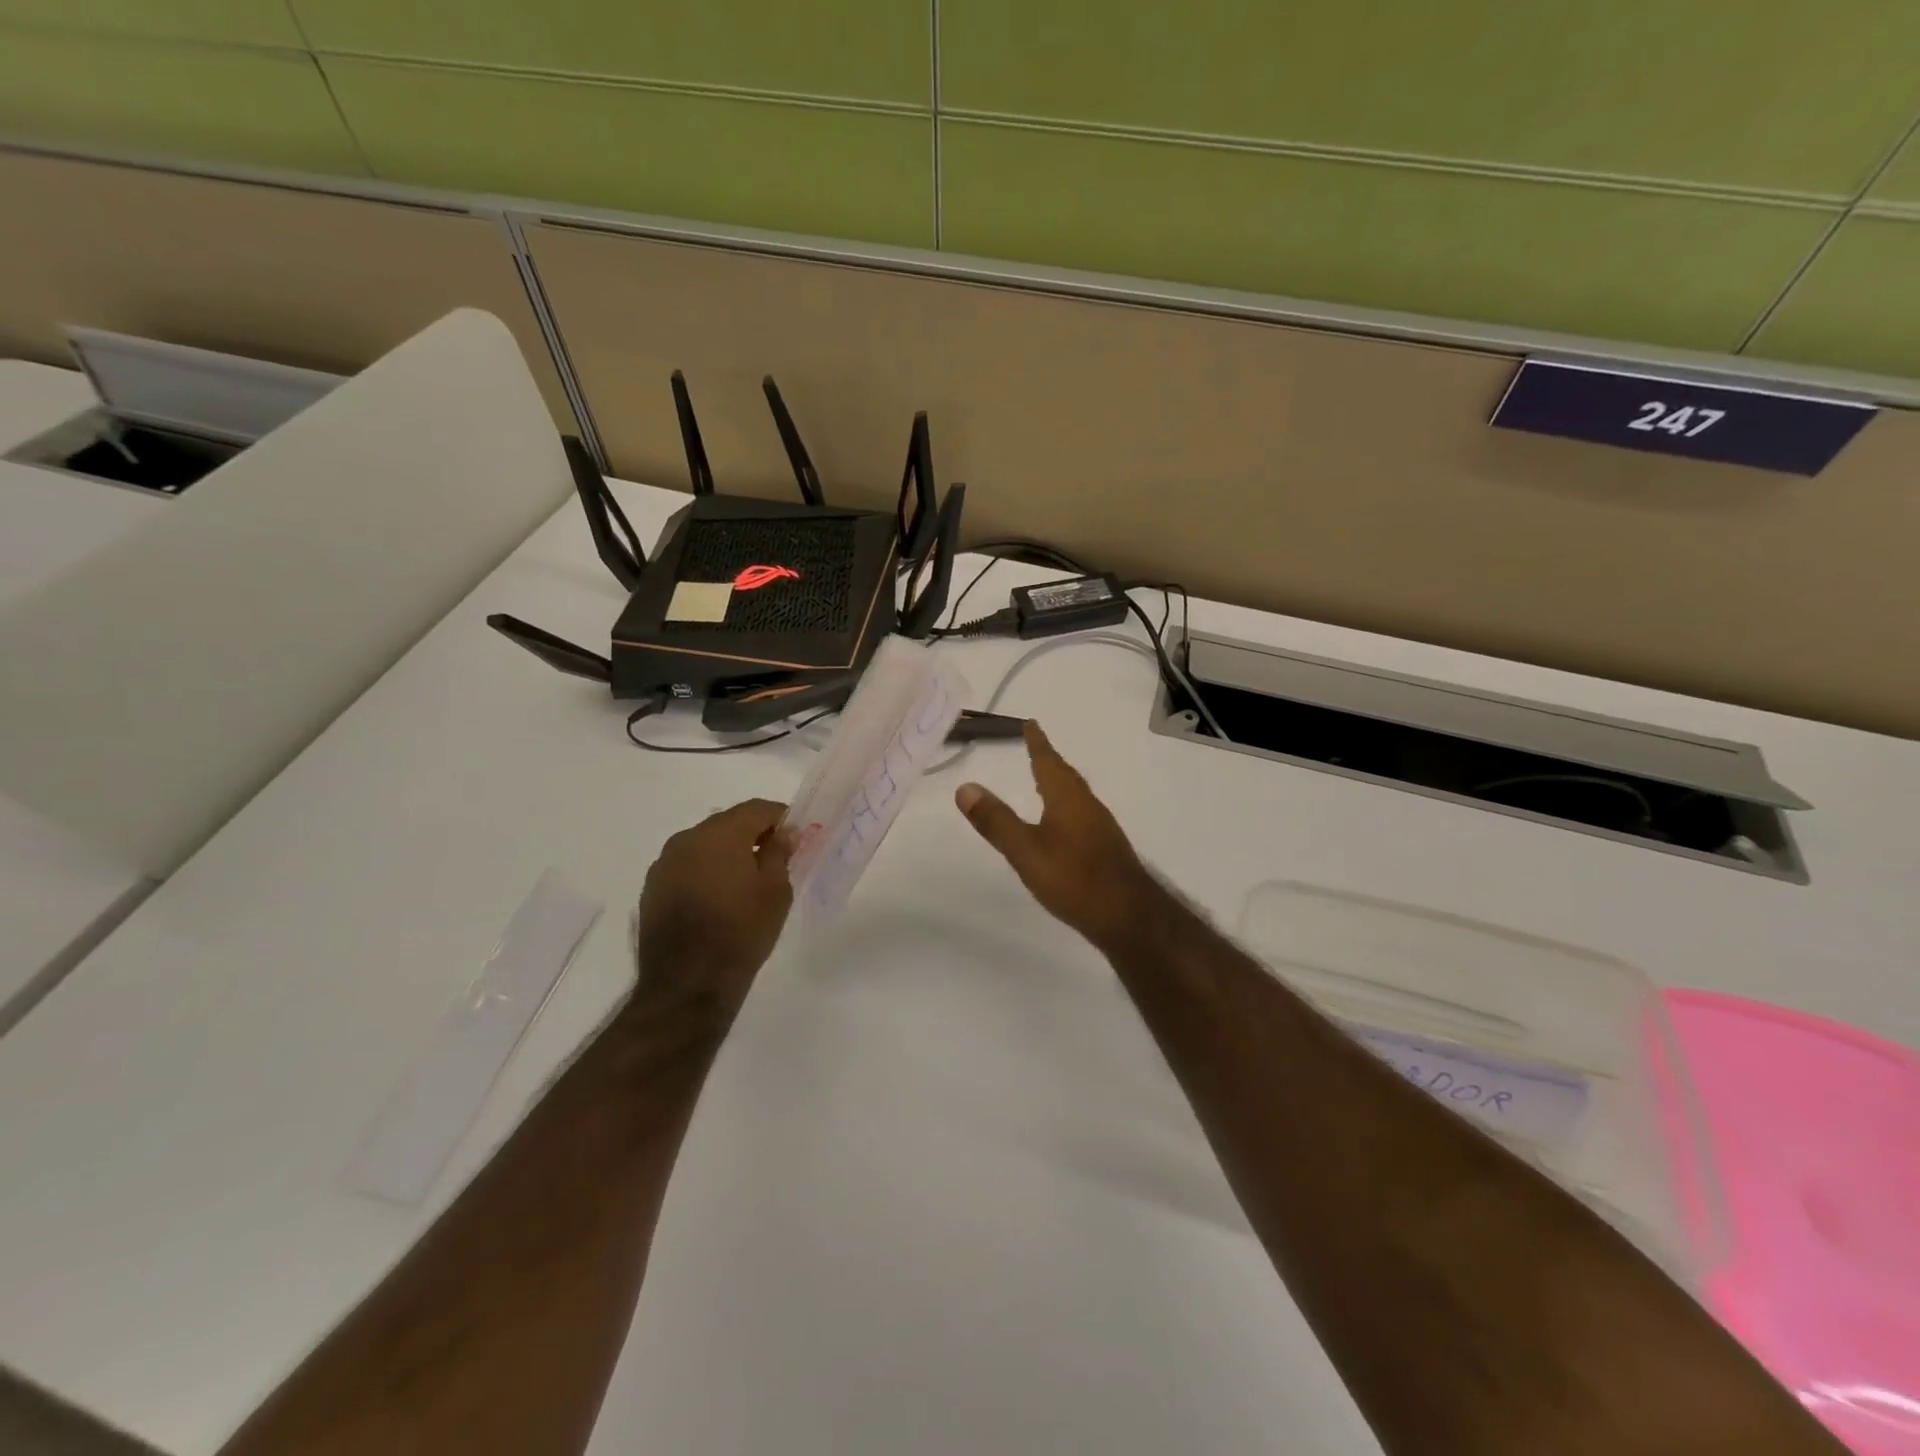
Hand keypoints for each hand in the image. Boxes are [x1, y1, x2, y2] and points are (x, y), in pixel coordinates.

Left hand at [636, 799, 793, 1016]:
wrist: (687, 985)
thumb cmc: (741, 933)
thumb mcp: (775, 892)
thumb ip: (779, 853)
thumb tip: (784, 832)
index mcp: (721, 834)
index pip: (756, 808)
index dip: (780, 817)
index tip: (795, 834)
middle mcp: (687, 839)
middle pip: (727, 823)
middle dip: (752, 834)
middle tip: (774, 857)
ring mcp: (664, 864)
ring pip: (704, 844)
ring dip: (726, 853)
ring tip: (745, 880)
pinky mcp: (652, 888)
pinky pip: (687, 866)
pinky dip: (705, 871)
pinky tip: (718, 897)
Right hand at [955, 721, 1160, 951]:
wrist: (1129, 917)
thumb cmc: (1074, 879)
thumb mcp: (1026, 851)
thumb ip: (996, 821)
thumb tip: (965, 787)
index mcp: (1068, 799)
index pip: (1048, 762)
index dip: (1037, 743)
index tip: (1030, 723)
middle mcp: (1087, 805)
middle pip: (1065, 776)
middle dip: (1048, 761)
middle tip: (1034, 748)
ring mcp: (1100, 828)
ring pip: (1075, 796)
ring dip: (1058, 784)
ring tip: (1043, 783)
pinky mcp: (1105, 849)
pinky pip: (1080, 815)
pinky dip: (1065, 807)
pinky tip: (1060, 826)